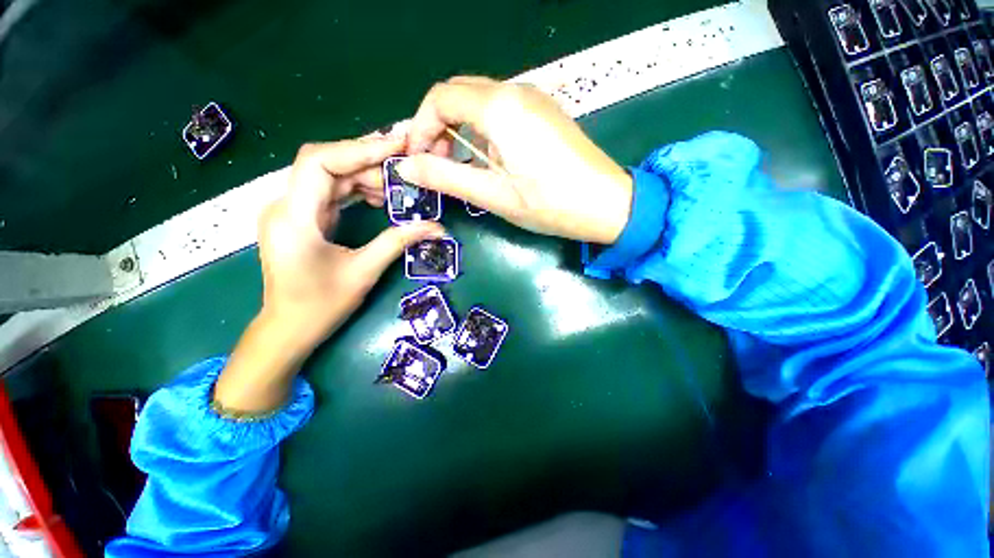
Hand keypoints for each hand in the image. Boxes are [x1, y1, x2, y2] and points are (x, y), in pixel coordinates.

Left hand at [214, 137, 442, 412]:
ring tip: (398, 185)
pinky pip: (331, 193)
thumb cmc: (321, 305)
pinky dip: (357, 190)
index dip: (359, 149)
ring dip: (365, 176)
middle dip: (368, 162)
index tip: (396, 146)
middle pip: (327, 165)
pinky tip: (380, 198)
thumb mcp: (364, 272)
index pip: (320, 162)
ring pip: (330, 177)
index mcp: (293, 217)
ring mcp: (292, 211)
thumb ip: (398, 242)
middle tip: (405, 166)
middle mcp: (286, 205)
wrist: (289, 328)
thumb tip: (437, 228)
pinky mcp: (302, 219)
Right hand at [399, 76, 632, 244]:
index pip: (440, 97)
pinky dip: (484, 131)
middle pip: (459, 94)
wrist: (607, 204)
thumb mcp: (494, 195)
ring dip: (461, 130)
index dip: (421, 127)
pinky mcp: (544, 113)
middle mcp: (516, 91)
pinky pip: (502, 112)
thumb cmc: (550, 203)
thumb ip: (447, 177)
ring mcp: (534, 99)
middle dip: (439, 126)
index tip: (417, 158)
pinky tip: (491, 160)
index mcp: (500, 107)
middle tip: (438, 163)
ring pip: (480, 102)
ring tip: (463, 166)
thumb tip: (407, 167)